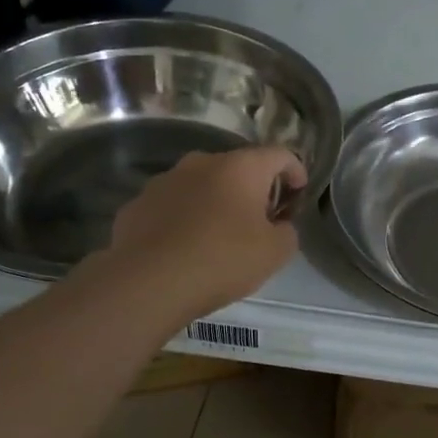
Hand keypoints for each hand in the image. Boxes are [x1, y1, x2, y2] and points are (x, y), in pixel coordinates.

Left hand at [98, 147, 306, 323]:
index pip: (280, 154)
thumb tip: (279, 225)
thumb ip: (287, 231)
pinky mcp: (138, 204)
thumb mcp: (276, 252)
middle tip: (262, 220)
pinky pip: (173, 205)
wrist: (148, 282)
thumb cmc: (222, 260)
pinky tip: (186, 247)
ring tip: (220, 235)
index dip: (295, 171)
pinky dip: (185, 218)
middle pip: (238, 167)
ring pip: (201, 185)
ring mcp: (165, 180)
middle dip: (254, 189)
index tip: (299, 193)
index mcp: (241, 167)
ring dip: (216, 202)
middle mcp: (201, 162)